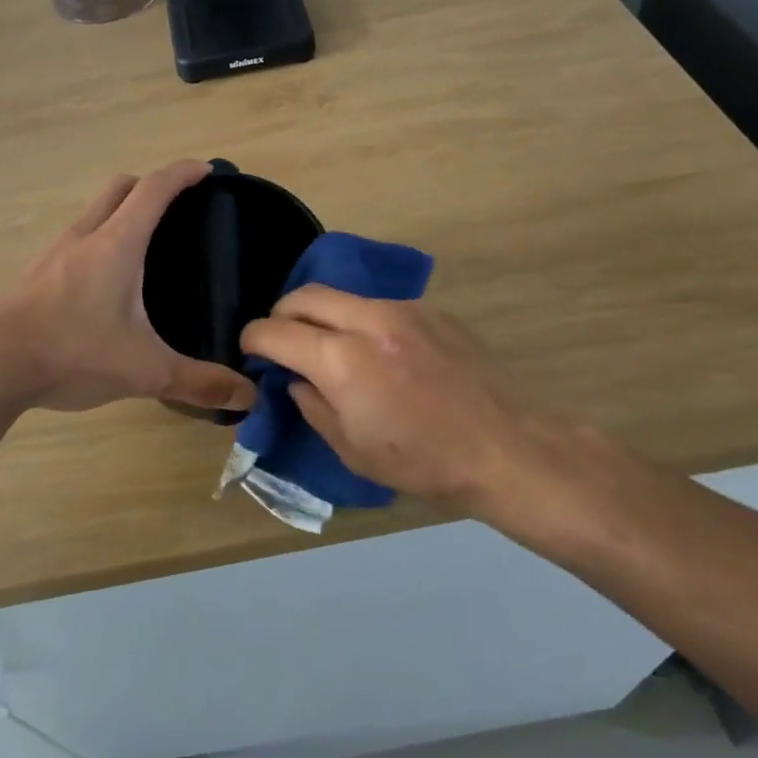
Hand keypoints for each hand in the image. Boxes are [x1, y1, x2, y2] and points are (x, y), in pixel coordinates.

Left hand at [0, 161, 256, 413]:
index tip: (207, 170)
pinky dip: (101, 237)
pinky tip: (108, 279)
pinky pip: (78, 237)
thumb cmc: (72, 353)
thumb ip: (198, 381)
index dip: (183, 173)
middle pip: (121, 188)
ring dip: (122, 210)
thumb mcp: (144, 371)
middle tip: (181, 207)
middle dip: (153, 185)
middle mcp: (85, 235)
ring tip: (148, 243)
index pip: (155, 189)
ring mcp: (56, 251)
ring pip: (95, 211)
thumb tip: (247, 396)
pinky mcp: (38, 272)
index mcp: (116, 244)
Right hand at [240, 288, 625, 520]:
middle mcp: (368, 320)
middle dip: (281, 314)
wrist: (507, 449)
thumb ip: (312, 404)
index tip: (250, 350)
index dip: (253, 338)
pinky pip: (378, 305)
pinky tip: (377, 352)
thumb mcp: (351, 449)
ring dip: (323, 315)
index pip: (276, 330)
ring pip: (342, 296)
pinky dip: (360, 321)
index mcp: (342, 360)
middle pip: (304, 294)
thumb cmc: (423, 463)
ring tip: (329, 346)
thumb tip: (295, 378)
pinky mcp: (431, 311)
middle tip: (281, 341)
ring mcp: (403, 309)